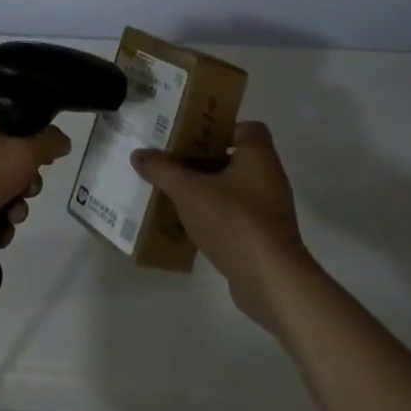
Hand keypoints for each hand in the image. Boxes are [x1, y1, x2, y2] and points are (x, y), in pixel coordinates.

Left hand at [0, 96, 71, 277]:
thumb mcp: (21, 157)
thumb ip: (48, 143)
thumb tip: (62, 139)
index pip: (9, 112)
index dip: (31, 135)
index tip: (43, 158)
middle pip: (4, 147)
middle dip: (23, 176)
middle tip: (29, 190)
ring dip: (12, 199)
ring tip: (14, 216)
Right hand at [131, 122, 312, 331]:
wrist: (272, 282)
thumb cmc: (234, 221)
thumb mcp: (188, 191)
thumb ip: (162, 170)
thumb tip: (138, 154)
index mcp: (258, 155)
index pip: (246, 128)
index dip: (220, 128)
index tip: (192, 137)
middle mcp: (269, 177)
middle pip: (234, 157)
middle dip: (203, 159)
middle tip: (173, 161)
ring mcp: (269, 210)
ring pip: (233, 188)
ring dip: (207, 189)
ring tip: (175, 192)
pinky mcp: (265, 238)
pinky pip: (236, 216)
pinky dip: (215, 216)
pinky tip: (189, 224)